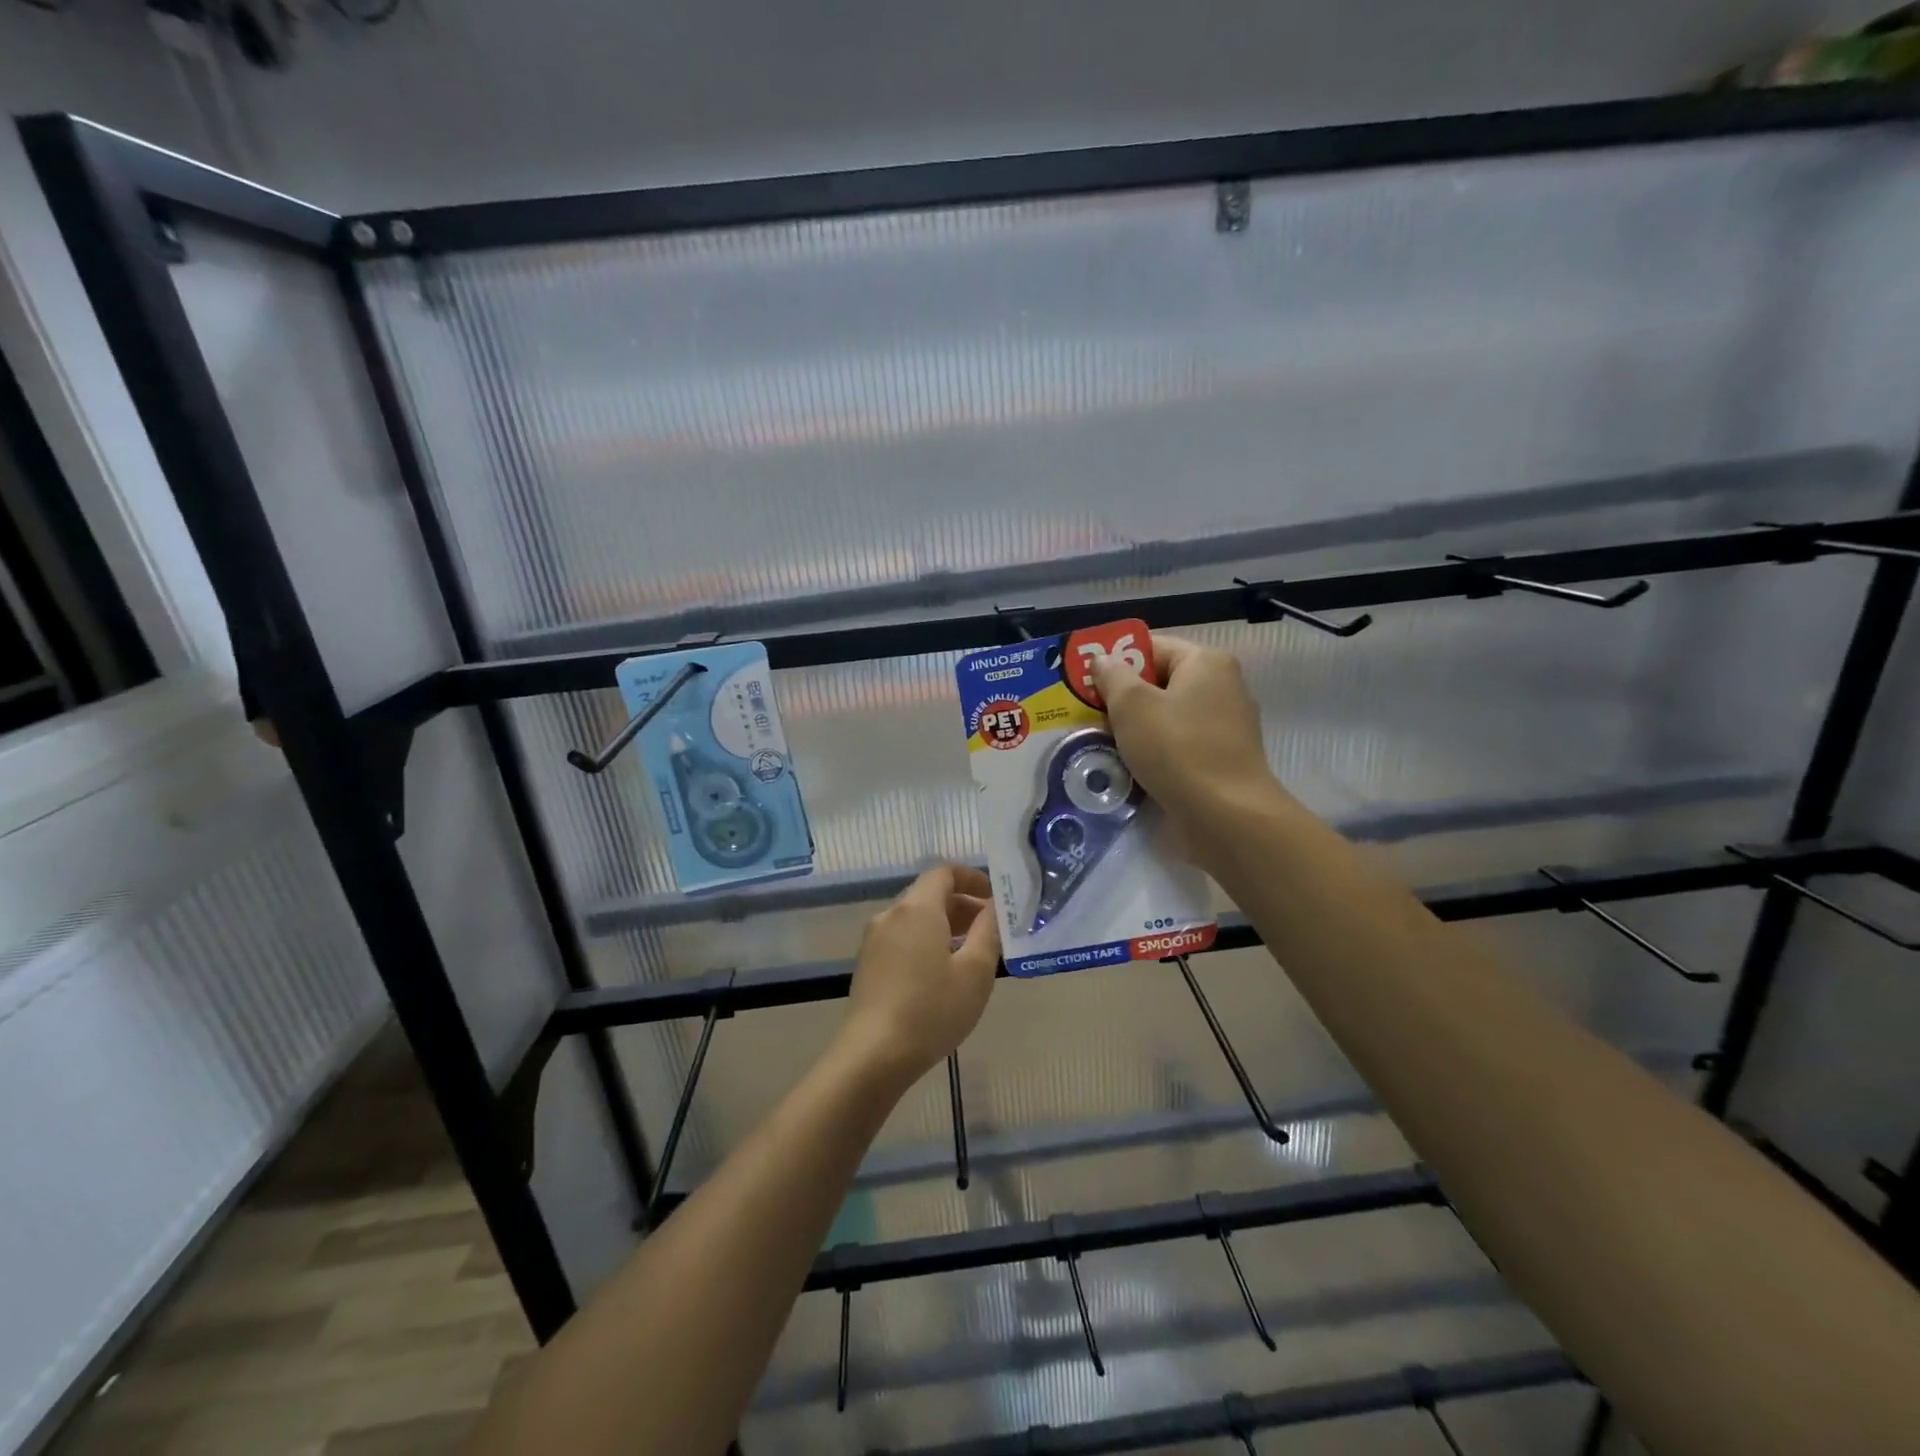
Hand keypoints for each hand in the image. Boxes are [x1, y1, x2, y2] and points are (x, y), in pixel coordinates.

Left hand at [838, 864, 1000, 1086]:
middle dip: (963, 904)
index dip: (973, 878)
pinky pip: (902, 938)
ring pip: (915, 918)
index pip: (944, 872)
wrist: (872, 1055)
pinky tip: (942, 974)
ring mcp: (874, 940)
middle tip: (991, 930)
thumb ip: (988, 931)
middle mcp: (891, 915)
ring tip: (971, 953)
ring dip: (945, 925)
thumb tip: (993, 907)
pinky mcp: (868, 964)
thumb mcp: (975, 972)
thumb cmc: (931, 1010)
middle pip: (929, 894)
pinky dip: (926, 941)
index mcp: (917, 908)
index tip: (995, 899)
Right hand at [1088, 634, 1287, 839]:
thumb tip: (1103, 660)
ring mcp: (1225, 726)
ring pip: (1167, 716)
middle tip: (1088, 713)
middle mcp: (1222, 687)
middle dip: (1123, 697)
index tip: (1087, 682)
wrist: (1225, 816)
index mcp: (1206, 663)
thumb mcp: (1132, 705)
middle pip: (1160, 681)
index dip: (1117, 660)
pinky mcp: (1221, 760)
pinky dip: (1155, 751)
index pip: (1152, 646)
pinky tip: (1130, 766)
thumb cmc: (1177, 749)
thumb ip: (1112, 676)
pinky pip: (1178, 744)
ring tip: (1103, 741)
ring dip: (1135, 727)